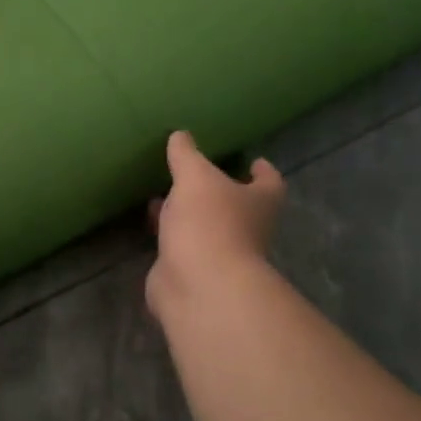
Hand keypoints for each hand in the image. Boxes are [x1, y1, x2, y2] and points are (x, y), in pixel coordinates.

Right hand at [146, 131, 284, 319]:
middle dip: (219, 192)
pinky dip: (169, 234)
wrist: (199, 286)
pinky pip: (182, 246)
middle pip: (239, 206)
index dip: (262, 171)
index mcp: (260, 203)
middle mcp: (248, 229)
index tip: (253, 160)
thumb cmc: (209, 223)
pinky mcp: (194, 272)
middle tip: (198, 174)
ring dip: (188, 213)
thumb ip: (186, 154)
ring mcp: (222, 254)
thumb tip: (180, 135)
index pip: (270, 182)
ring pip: (207, 227)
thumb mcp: (195, 177)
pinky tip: (151, 222)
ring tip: (164, 193)